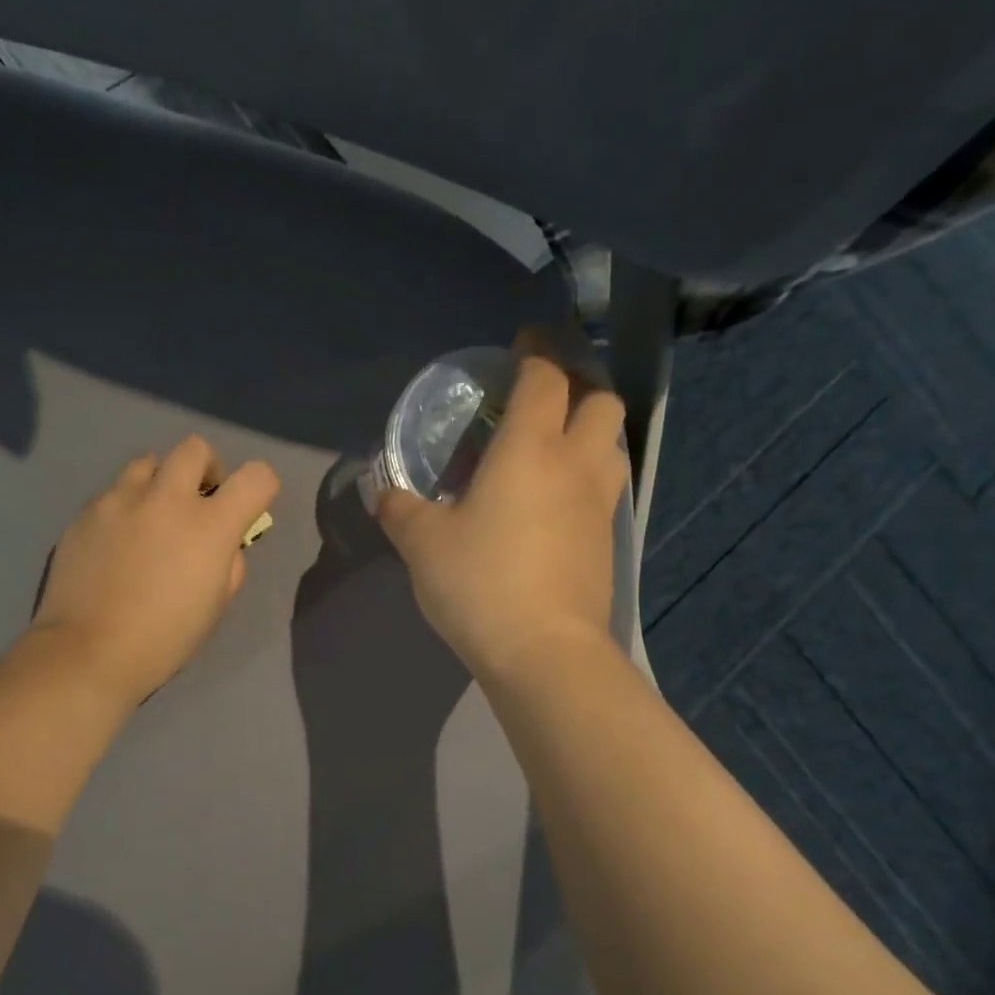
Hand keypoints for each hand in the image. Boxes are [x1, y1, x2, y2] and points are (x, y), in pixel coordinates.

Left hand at [30, 435, 280, 708]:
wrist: (88, 652)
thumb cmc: (165, 638)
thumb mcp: (216, 605)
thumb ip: (229, 562)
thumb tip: (224, 543)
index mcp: (210, 525)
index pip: (257, 476)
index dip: (261, 486)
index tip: (247, 508)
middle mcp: (167, 499)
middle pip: (195, 448)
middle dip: (204, 469)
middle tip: (196, 503)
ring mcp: (120, 500)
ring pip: (147, 462)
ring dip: (159, 483)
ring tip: (150, 519)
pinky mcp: (85, 511)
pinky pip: (113, 492)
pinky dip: (124, 507)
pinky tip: (115, 543)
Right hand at [375, 328, 626, 679]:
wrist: (544, 651)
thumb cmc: (480, 582)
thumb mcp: (422, 543)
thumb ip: (399, 509)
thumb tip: (383, 494)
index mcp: (529, 448)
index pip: (545, 377)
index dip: (536, 350)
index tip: (522, 343)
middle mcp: (575, 464)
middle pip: (600, 399)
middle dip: (578, 383)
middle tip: (543, 393)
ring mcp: (600, 504)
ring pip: (611, 443)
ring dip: (588, 429)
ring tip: (552, 443)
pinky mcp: (607, 540)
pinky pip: (605, 486)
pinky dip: (586, 473)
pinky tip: (555, 498)